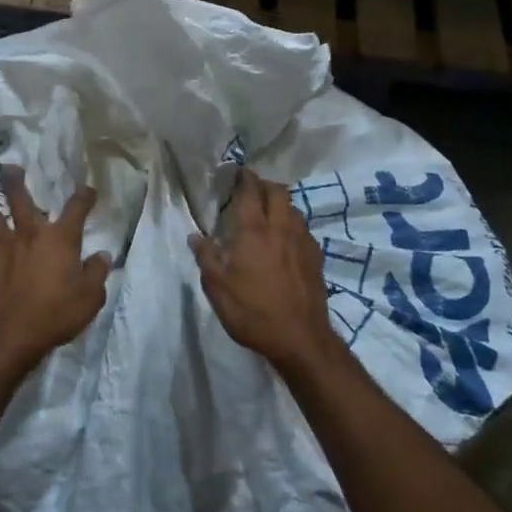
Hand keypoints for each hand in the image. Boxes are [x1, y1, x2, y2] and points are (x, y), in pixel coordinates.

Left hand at [0, 168, 110, 383]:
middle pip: (18, 197)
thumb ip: (97, 273)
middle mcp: (28, 233)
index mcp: (59, 238)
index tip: (87, 191)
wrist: (7, 336)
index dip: (84, 196)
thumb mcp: (90, 299)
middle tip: (11, 169)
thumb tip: (102, 256)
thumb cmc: (54, 315)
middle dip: (14, 180)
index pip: (76, 207)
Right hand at [192, 170, 337, 374]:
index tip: (237, 172)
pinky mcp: (316, 258)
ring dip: (280, 204)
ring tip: (267, 214)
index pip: (250, 191)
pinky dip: (292, 225)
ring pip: (293, 209)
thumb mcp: (218, 288)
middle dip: (264, 185)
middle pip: (278, 191)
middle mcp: (281, 228)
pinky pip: (303, 230)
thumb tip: (195, 236)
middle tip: (251, 190)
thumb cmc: (253, 311)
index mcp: (254, 231)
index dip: (244, 177)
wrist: (301, 339)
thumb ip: (206, 257)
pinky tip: (285, 241)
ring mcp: (303, 242)